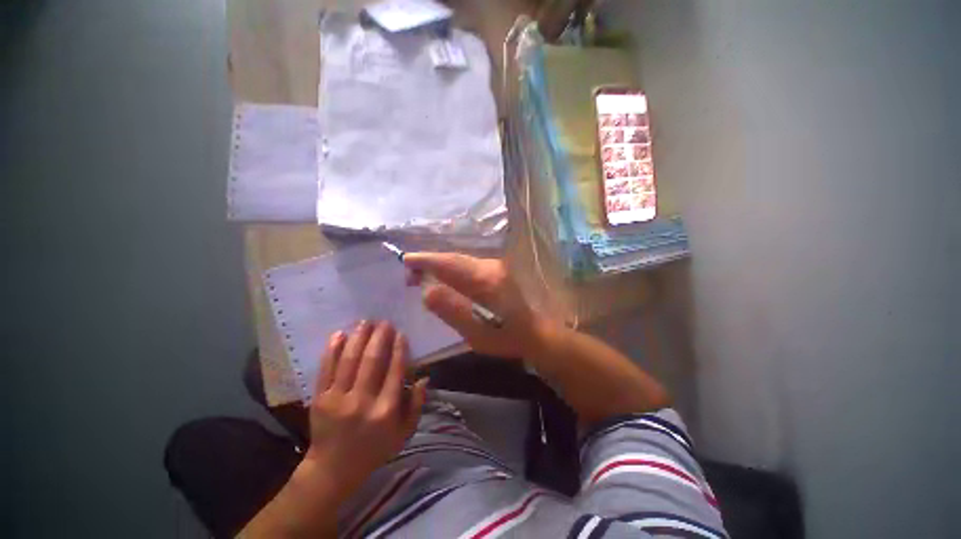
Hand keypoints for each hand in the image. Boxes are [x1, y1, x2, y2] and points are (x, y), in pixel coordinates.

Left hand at [305, 321, 427, 499]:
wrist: (333, 469)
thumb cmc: (375, 449)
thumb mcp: (404, 433)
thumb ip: (417, 405)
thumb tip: (424, 377)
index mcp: (386, 409)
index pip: (395, 370)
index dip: (399, 349)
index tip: (400, 333)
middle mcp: (363, 401)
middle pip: (372, 360)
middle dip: (379, 337)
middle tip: (384, 322)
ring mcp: (338, 399)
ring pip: (349, 360)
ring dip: (358, 337)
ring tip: (365, 322)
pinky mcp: (319, 399)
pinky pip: (326, 369)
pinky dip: (332, 350)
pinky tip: (339, 334)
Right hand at [403, 253, 544, 358]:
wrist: (533, 332)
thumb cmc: (504, 336)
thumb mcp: (474, 331)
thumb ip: (450, 309)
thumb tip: (427, 290)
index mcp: (484, 280)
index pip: (449, 264)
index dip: (426, 260)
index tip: (406, 260)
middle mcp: (490, 266)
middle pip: (454, 259)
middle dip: (430, 263)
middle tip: (410, 274)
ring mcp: (495, 266)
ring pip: (460, 261)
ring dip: (440, 266)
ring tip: (422, 276)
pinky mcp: (496, 270)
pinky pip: (468, 266)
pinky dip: (452, 270)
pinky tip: (444, 278)